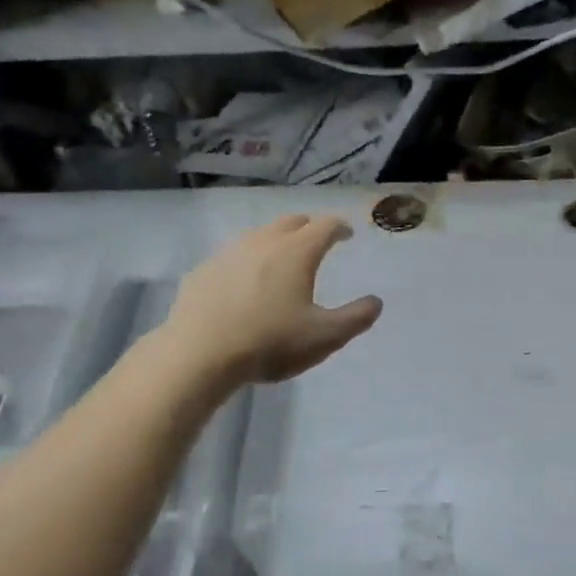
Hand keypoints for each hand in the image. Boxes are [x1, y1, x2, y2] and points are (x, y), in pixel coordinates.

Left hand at [162, 215, 382, 384]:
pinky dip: (247, 262)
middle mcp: (264, 242)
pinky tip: (244, 284)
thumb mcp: (324, 337)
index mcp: (297, 252)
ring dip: (276, 241)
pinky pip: (232, 257)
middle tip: (317, 241)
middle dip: (308, 228)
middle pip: (291, 222)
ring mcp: (229, 253)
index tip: (347, 234)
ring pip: (259, 235)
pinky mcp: (204, 270)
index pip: (325, 225)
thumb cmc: (270, 342)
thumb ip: (356, 318)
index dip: (340, 227)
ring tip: (281, 260)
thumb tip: (375, 302)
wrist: (199, 354)